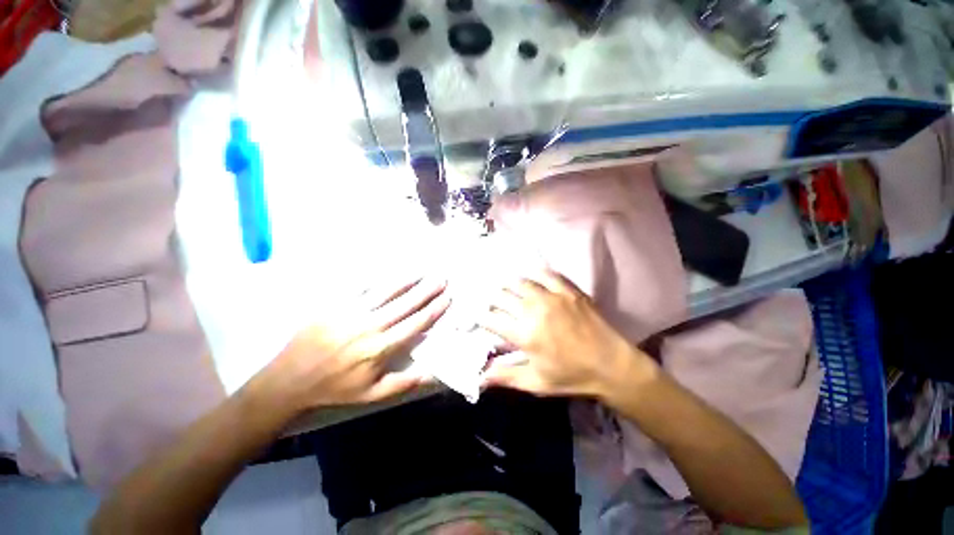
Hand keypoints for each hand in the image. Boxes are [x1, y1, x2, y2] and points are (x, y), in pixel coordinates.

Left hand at [249, 276, 449, 412]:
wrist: (290, 380)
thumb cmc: (336, 388)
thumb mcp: (373, 394)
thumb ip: (405, 383)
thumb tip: (433, 373)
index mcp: (381, 348)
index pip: (416, 323)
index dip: (435, 309)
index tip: (447, 298)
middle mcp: (371, 326)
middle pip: (406, 303)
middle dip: (427, 290)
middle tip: (442, 279)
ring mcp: (352, 312)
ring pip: (387, 291)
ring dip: (407, 281)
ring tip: (422, 272)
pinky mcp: (336, 305)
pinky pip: (361, 288)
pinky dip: (379, 280)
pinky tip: (390, 273)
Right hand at [479, 269, 649, 397]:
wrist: (612, 365)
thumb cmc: (571, 376)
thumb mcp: (535, 383)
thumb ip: (505, 376)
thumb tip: (478, 377)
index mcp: (524, 335)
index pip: (490, 319)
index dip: (480, 317)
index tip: (479, 318)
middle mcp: (533, 311)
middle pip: (501, 296)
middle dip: (491, 300)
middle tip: (492, 305)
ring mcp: (552, 297)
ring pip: (519, 282)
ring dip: (509, 286)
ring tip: (507, 290)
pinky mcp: (568, 290)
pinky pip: (546, 273)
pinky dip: (534, 274)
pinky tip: (531, 278)